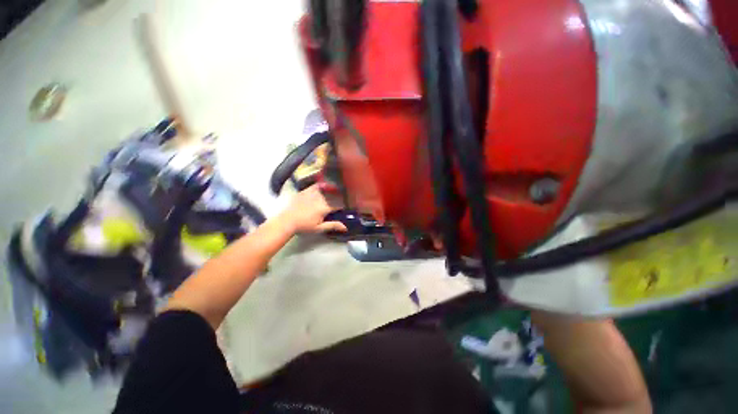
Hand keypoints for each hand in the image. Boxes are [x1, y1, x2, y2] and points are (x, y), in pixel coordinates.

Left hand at [279, 185, 347, 233]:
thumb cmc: (303, 226)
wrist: (287, 221)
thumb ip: (332, 225)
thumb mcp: (319, 228)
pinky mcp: (305, 191)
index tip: (348, 205)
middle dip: (340, 195)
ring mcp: (312, 193)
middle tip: (344, 197)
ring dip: (332, 189)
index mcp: (324, 207)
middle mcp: (319, 198)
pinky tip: (324, 186)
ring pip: (326, 188)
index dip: (345, 204)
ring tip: (336, 190)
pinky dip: (321, 185)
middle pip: (334, 194)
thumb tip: (345, 227)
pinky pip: (316, 185)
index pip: (339, 204)